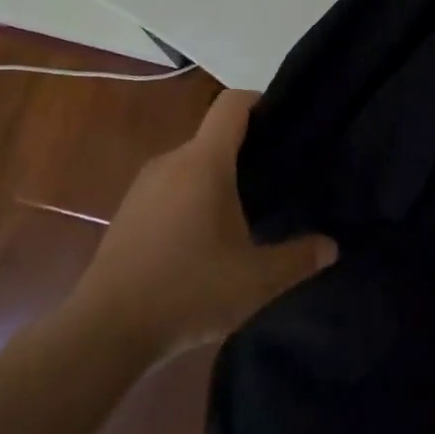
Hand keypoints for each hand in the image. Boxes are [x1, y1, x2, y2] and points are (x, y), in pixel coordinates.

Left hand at [72, 89, 336, 356]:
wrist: (103, 332)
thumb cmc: (187, 291)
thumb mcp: (255, 281)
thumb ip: (298, 259)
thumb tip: (331, 246)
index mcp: (204, 161)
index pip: (233, 103)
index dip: (260, 101)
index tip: (285, 122)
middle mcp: (172, 160)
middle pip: (215, 135)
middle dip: (246, 150)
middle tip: (276, 178)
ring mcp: (144, 184)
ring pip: (191, 163)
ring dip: (217, 177)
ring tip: (243, 211)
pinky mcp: (128, 210)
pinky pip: (170, 186)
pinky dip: (191, 197)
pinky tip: (202, 238)